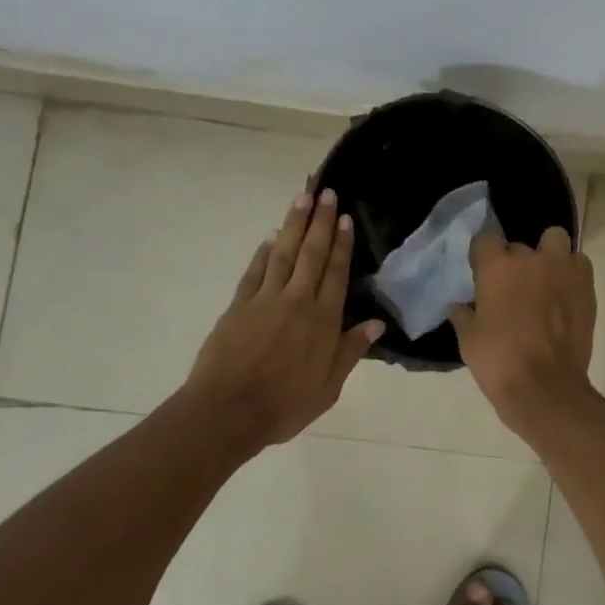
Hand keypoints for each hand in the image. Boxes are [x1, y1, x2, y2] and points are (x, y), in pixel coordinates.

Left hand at [186, 188, 383, 450]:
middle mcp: (297, 301)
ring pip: (283, 254)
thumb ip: (350, 351)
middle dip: (320, 222)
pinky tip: (271, 237)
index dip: (342, 244)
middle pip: (311, 254)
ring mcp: (265, 300)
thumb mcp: (328, 387)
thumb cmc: (284, 405)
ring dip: (293, 225)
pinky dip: (264, 252)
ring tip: (302, 199)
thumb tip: (376, 324)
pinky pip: (255, 271)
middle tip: (326, 193)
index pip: (336, 273)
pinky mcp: (239, 305)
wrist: (228, 411)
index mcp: (323, 321)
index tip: (345, 218)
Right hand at [449, 226, 595, 430]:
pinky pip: (578, 264)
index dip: (482, 255)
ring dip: (548, 254)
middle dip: (514, 262)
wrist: (545, 388)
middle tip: (511, 288)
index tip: (481, 272)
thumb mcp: (468, 339)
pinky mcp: (586, 287)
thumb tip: (460, 306)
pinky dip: (570, 272)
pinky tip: (563, 294)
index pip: (484, 238)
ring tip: (543, 279)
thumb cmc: (499, 361)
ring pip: (555, 240)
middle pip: (519, 246)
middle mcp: (531, 259)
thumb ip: (463, 315)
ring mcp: (563, 270)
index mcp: (497, 267)